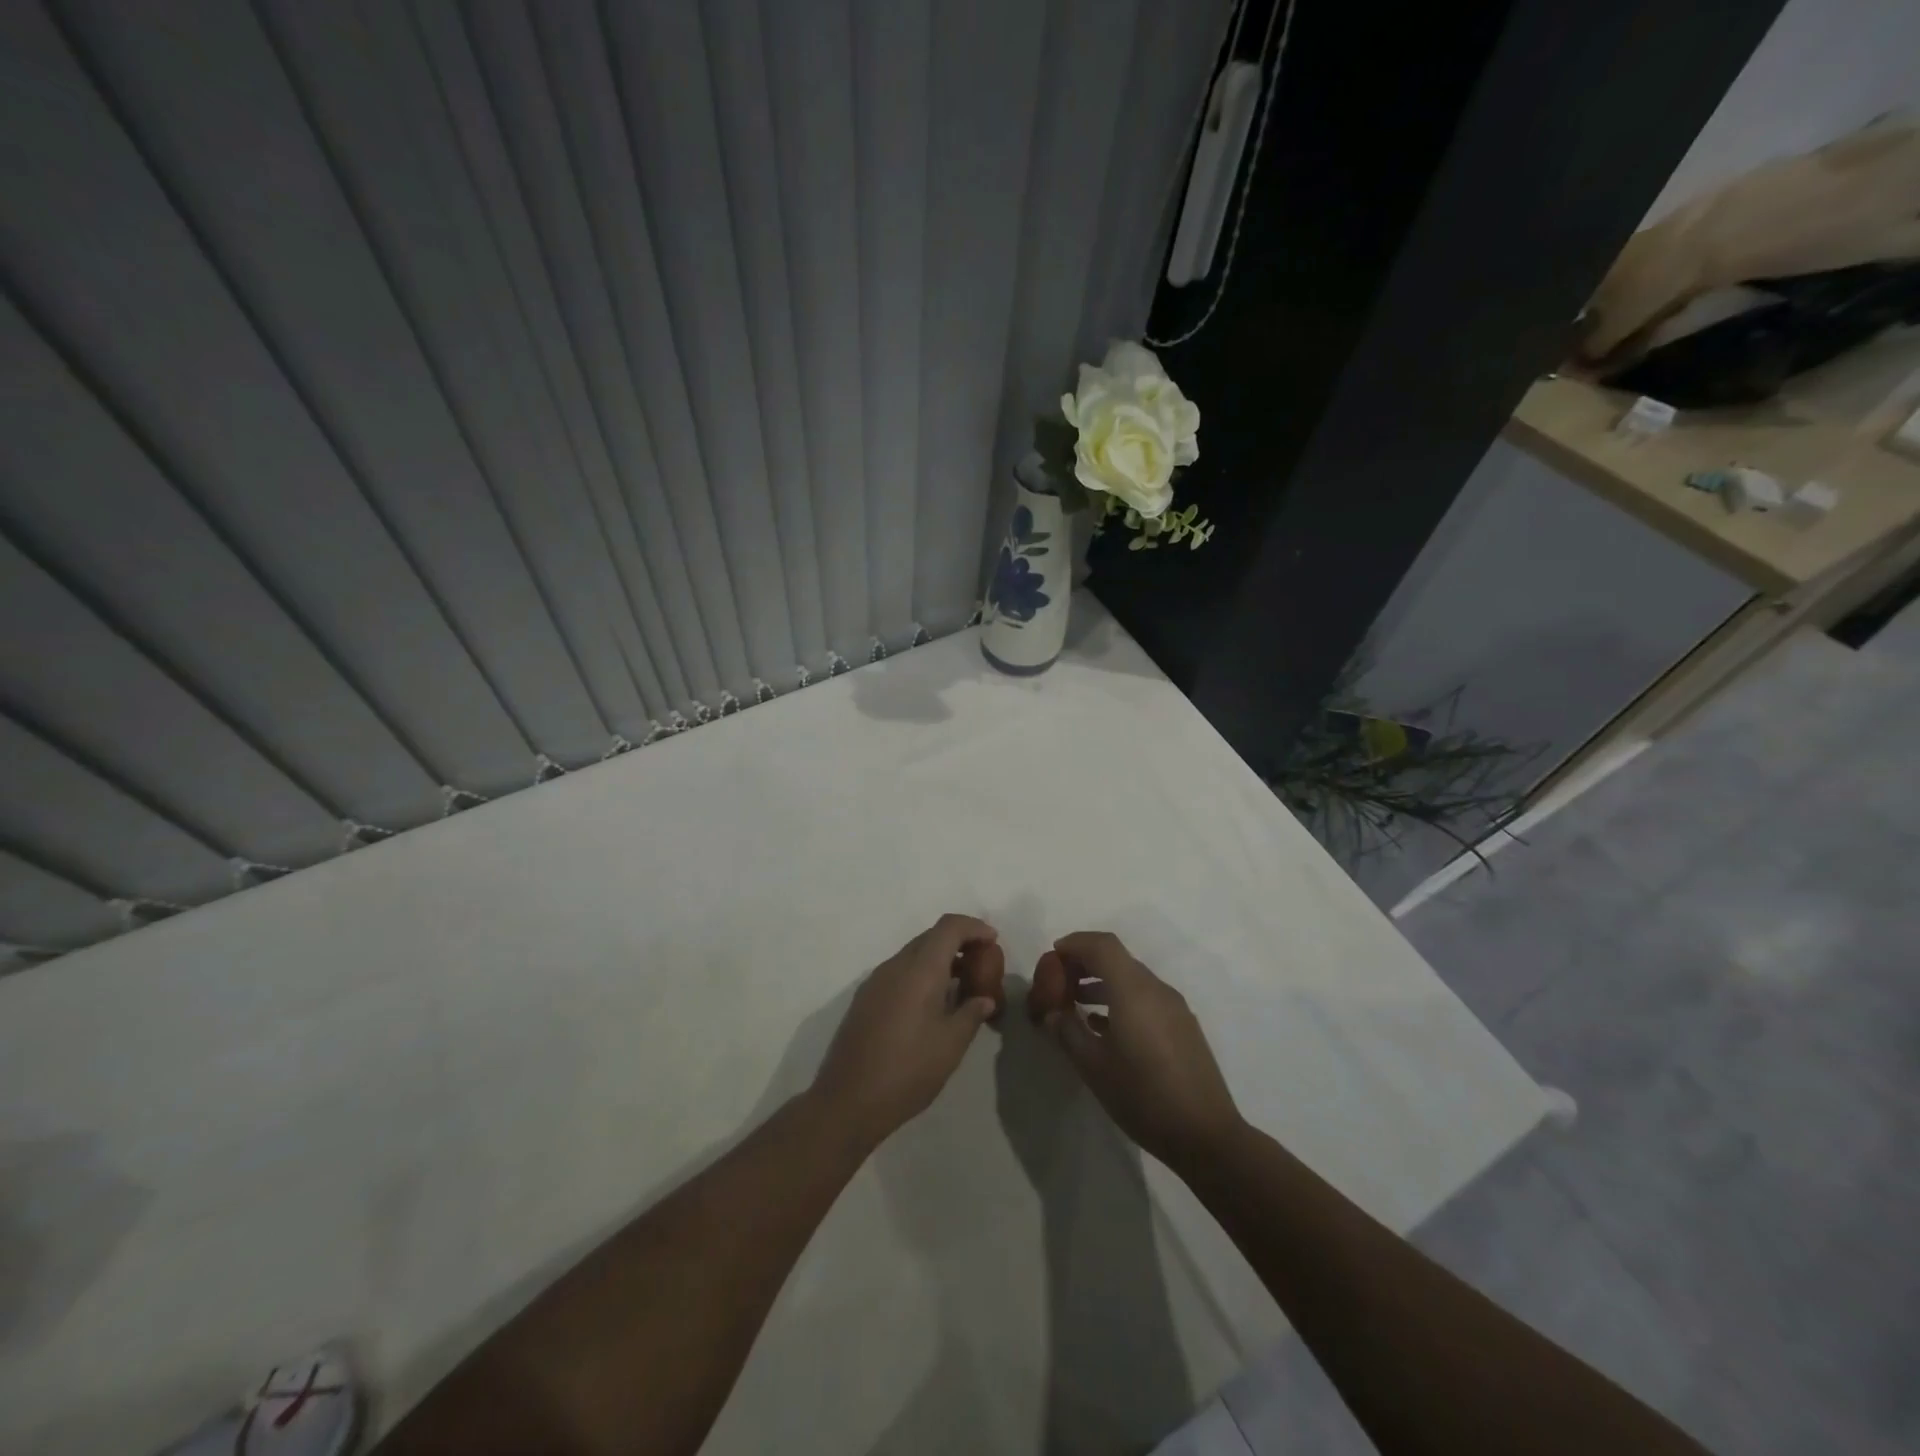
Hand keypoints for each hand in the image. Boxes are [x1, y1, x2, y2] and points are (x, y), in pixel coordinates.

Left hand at [811, 914, 999, 1148]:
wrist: (847, 1101)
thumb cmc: (907, 1071)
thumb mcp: (950, 1045)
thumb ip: (971, 1014)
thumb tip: (984, 999)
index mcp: (919, 970)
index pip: (948, 927)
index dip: (974, 927)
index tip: (994, 941)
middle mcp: (895, 966)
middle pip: (930, 937)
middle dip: (959, 942)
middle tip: (982, 964)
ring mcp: (876, 981)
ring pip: (913, 954)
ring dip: (939, 960)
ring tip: (963, 985)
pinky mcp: (865, 999)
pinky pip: (899, 972)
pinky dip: (921, 974)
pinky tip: (933, 1004)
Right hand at [1038, 931, 1243, 1172]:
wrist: (1206, 1136)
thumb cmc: (1143, 1097)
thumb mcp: (1093, 1067)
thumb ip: (1068, 1031)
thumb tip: (1053, 1013)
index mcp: (1133, 990)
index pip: (1102, 945)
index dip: (1075, 943)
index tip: (1052, 958)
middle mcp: (1156, 989)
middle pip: (1116, 958)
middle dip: (1085, 963)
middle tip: (1059, 983)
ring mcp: (1174, 1007)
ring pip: (1131, 978)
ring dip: (1101, 982)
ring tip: (1075, 1004)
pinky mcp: (1182, 1026)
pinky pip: (1145, 998)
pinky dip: (1120, 999)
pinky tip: (1103, 1027)